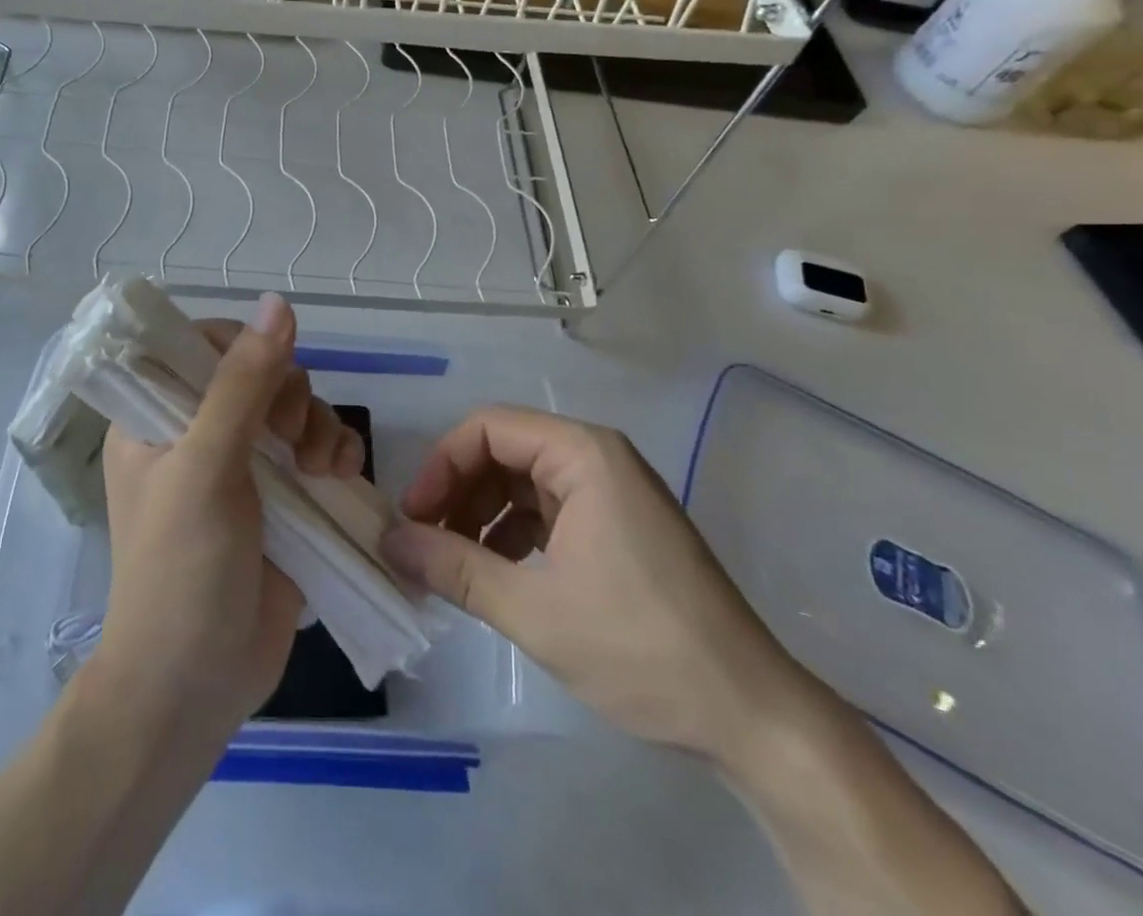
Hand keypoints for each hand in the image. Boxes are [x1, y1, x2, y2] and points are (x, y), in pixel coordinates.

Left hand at [93, 292, 363, 741]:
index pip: (201, 346)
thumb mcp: (206, 467)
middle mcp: (199, 432)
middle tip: (289, 437)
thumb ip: (243, 383)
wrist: (195, 688)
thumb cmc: (181, 570)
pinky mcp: (283, 498)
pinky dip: (336, 452)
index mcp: (157, 417)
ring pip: (297, 408)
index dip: (241, 347)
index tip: (263, 378)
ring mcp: (244, 465)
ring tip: (322, 468)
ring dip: (319, 426)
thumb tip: (278, 302)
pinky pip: (320, 448)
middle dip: (289, 394)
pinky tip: (341, 477)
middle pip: (260, 372)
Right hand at [381, 405, 802, 763]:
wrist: (751, 714)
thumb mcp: (536, 611)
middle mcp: (597, 457)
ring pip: (523, 482)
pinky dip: (513, 534)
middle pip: (504, 451)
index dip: (441, 466)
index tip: (412, 517)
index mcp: (583, 454)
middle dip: (458, 492)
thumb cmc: (641, 648)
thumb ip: (455, 569)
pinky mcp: (618, 526)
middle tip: (424, 542)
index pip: (488, 429)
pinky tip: (496, 573)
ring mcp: (611, 492)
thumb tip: (391, 542)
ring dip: (481, 516)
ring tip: (451, 564)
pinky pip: (548, 510)